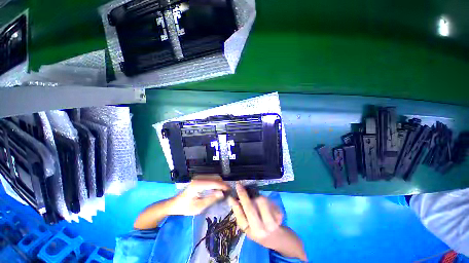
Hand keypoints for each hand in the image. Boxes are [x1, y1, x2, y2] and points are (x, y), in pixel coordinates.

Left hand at [169, 176, 229, 215]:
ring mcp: (199, 177)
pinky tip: (218, 188)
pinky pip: (211, 178)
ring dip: (220, 182)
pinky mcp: (199, 178)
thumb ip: (211, 199)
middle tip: (228, 191)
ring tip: (224, 190)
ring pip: (214, 176)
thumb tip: (222, 193)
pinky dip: (216, 182)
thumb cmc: (186, 207)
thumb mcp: (199, 207)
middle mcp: (199, 178)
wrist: (175, 204)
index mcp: (197, 185)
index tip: (229, 189)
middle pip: (215, 177)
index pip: (213, 182)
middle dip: (222, 183)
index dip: (223, 185)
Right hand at [228, 183, 282, 243]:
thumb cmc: (259, 231)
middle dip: (243, 195)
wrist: (276, 238)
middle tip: (239, 185)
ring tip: (257, 199)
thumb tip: (233, 199)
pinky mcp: (279, 215)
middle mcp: (261, 229)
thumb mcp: (247, 227)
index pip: (241, 217)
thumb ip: (241, 215)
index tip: (231, 195)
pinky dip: (265, 199)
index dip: (235, 205)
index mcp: (251, 232)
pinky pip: (269, 200)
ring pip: (261, 200)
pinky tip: (267, 204)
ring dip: (256, 196)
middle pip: (250, 208)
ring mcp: (272, 222)